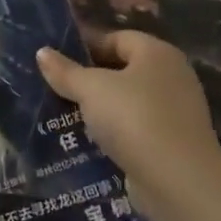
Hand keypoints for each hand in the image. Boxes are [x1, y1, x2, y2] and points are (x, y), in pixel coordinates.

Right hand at [37, 32, 220, 215]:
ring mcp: (175, 112)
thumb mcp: (91, 89)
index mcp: (157, 53)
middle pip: (123, 70)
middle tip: (55, 87)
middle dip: (89, 79)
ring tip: (64, 115)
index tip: (56, 60)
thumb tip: (42, 52)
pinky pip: (135, 129)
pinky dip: (113, 133)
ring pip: (127, 102)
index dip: (86, 45)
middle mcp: (172, 77)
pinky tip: (88, 142)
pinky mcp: (171, 143)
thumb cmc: (134, 119)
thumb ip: (65, 71)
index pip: (117, 38)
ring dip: (99, 108)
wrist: (179, 181)